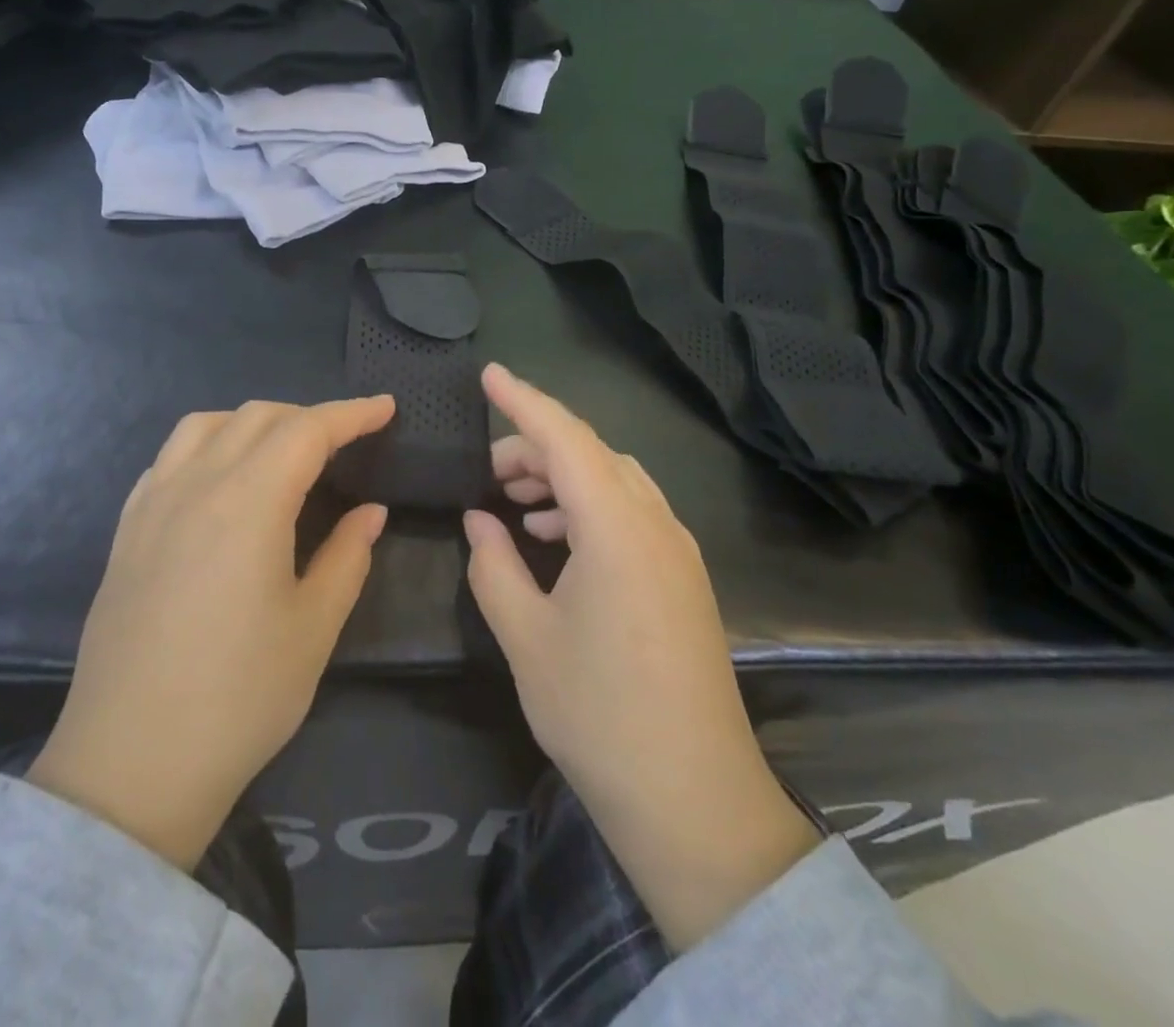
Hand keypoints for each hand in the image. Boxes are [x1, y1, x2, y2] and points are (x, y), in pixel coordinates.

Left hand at [28, 395, 394, 870]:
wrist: (132, 764)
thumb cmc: (239, 697)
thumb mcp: (313, 627)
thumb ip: (347, 556)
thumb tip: (370, 512)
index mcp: (249, 502)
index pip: (308, 430)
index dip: (352, 414)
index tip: (386, 408)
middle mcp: (196, 485)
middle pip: (257, 417)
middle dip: (308, 416)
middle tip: (345, 441)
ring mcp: (152, 505)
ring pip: (205, 426)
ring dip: (252, 422)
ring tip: (281, 450)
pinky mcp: (126, 531)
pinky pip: (169, 458)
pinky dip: (206, 446)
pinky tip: (219, 480)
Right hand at [464, 364, 816, 950]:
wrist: (694, 799)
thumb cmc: (598, 714)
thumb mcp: (525, 637)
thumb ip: (494, 565)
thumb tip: (479, 519)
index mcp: (615, 527)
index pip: (564, 437)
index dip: (523, 400)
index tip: (489, 374)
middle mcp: (655, 523)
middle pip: (592, 454)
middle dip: (535, 447)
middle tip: (486, 472)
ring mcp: (677, 551)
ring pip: (614, 480)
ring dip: (563, 477)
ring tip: (516, 502)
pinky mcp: (684, 579)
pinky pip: (632, 513)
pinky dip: (589, 507)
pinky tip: (557, 539)